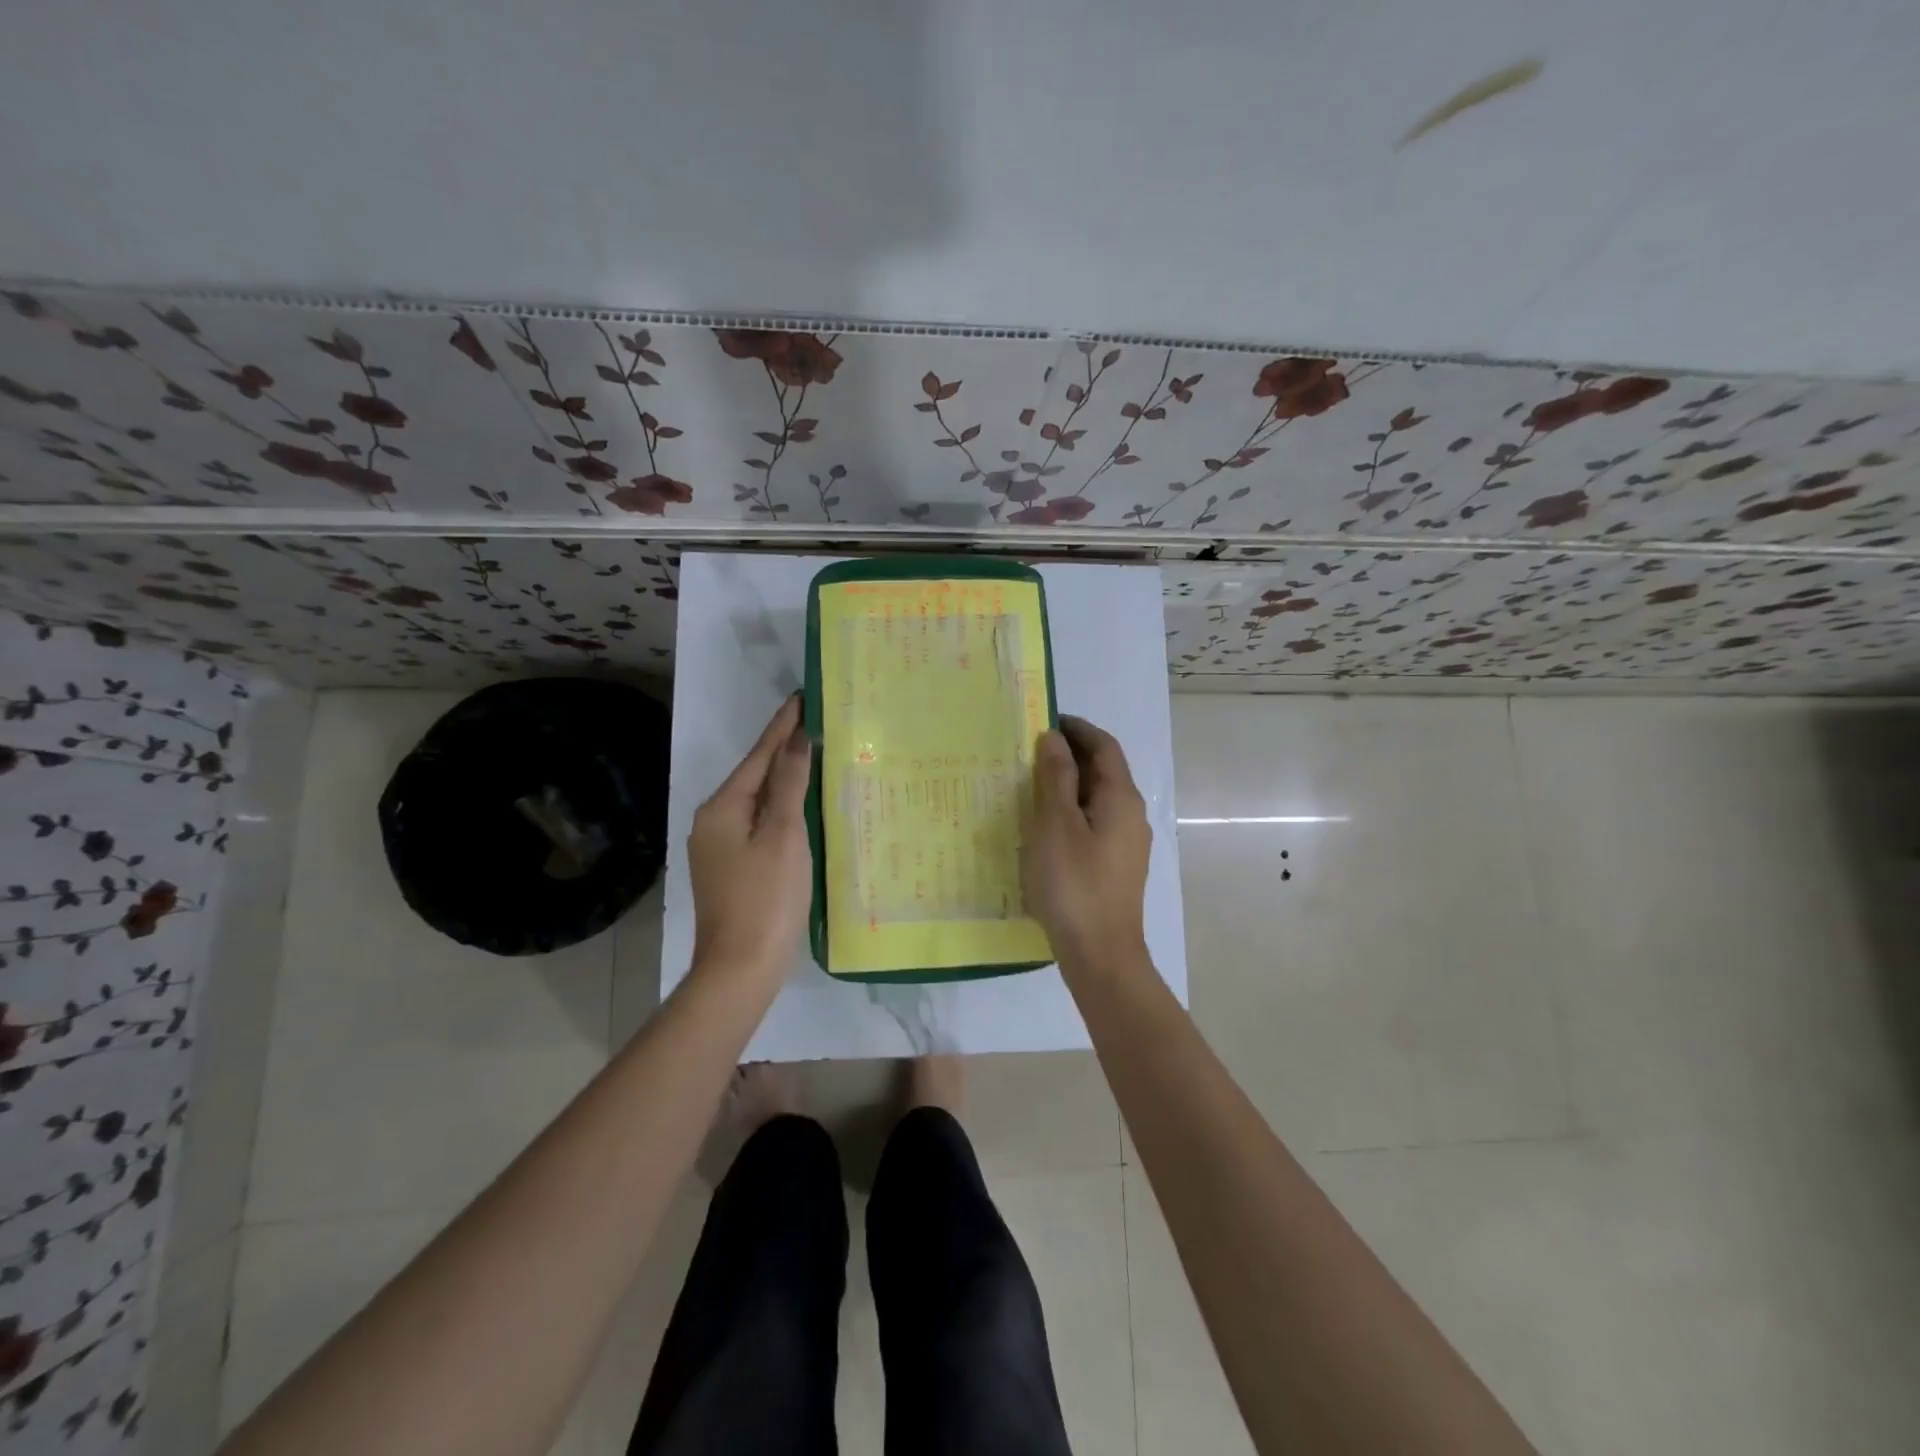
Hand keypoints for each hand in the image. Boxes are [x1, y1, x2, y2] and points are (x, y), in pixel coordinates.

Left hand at [688, 695, 813, 984]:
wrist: (740, 969)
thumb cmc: (766, 898)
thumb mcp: (783, 835)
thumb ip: (789, 784)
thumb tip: (797, 739)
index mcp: (722, 808)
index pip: (759, 755)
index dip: (783, 726)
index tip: (803, 697)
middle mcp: (713, 820)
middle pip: (755, 775)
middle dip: (784, 749)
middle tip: (816, 723)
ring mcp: (719, 846)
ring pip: (757, 800)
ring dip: (784, 778)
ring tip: (815, 755)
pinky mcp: (731, 867)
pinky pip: (758, 823)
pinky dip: (781, 808)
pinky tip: (801, 805)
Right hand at [1022, 715, 1152, 968]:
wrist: (1101, 954)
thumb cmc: (1074, 884)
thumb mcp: (1055, 824)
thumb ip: (1055, 777)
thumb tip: (1055, 738)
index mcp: (1121, 798)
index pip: (1103, 746)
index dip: (1077, 729)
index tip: (1044, 720)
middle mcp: (1131, 815)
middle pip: (1103, 770)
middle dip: (1070, 755)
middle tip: (1029, 752)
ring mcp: (1126, 843)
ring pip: (1097, 798)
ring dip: (1069, 785)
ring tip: (1030, 786)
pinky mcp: (1116, 866)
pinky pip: (1094, 823)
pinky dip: (1071, 812)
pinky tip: (1045, 827)